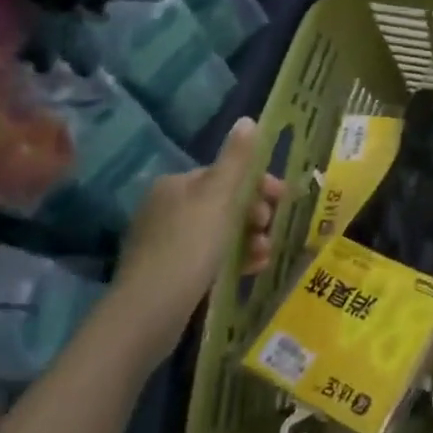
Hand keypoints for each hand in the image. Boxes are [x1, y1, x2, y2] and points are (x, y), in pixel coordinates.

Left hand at [107, 118, 284, 360]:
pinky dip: (235, 258)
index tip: (284, 199)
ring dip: (250, 238)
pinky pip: (211, 256)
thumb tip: (248, 120)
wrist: (148, 312)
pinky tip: (251, 269)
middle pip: (226, 202)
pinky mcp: (170, 271)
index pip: (226, 174)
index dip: (259, 185)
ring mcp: (167, 241)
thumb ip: (237, 159)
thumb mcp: (219, 198)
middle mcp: (167, 207)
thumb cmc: (189, 246)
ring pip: (222, 231)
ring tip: (264, 254)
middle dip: (256, 215)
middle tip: (270, 230)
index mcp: (176, 184)